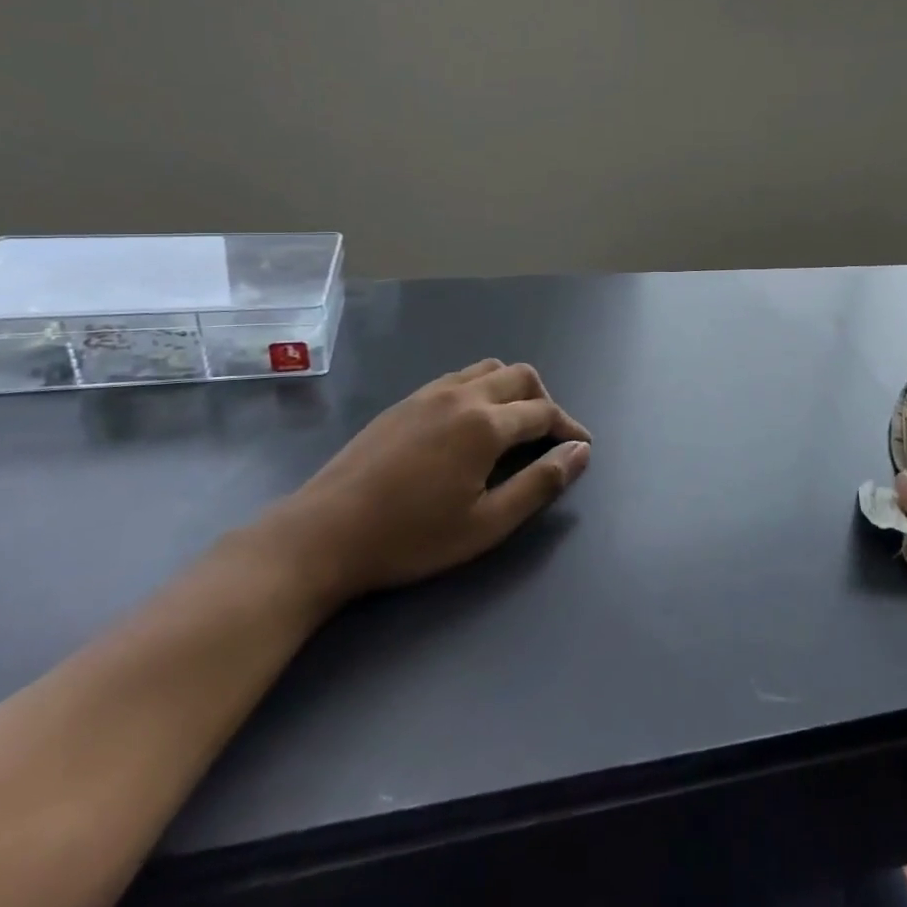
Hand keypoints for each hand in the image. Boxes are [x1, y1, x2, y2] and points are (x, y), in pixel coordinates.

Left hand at [250, 360, 591, 612]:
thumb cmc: (411, 537)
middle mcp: (462, 395)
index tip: (582, 446)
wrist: (324, 534)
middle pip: (520, 376)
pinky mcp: (405, 401)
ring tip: (514, 425)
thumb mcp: (487, 524)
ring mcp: (429, 393)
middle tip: (550, 435)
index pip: (544, 411)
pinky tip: (470, 424)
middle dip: (545, 400)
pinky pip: (458, 377)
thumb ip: (540, 484)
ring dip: (512, 388)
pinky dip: (481, 388)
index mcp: (486, 424)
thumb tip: (580, 451)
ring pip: (488, 369)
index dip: (569, 427)